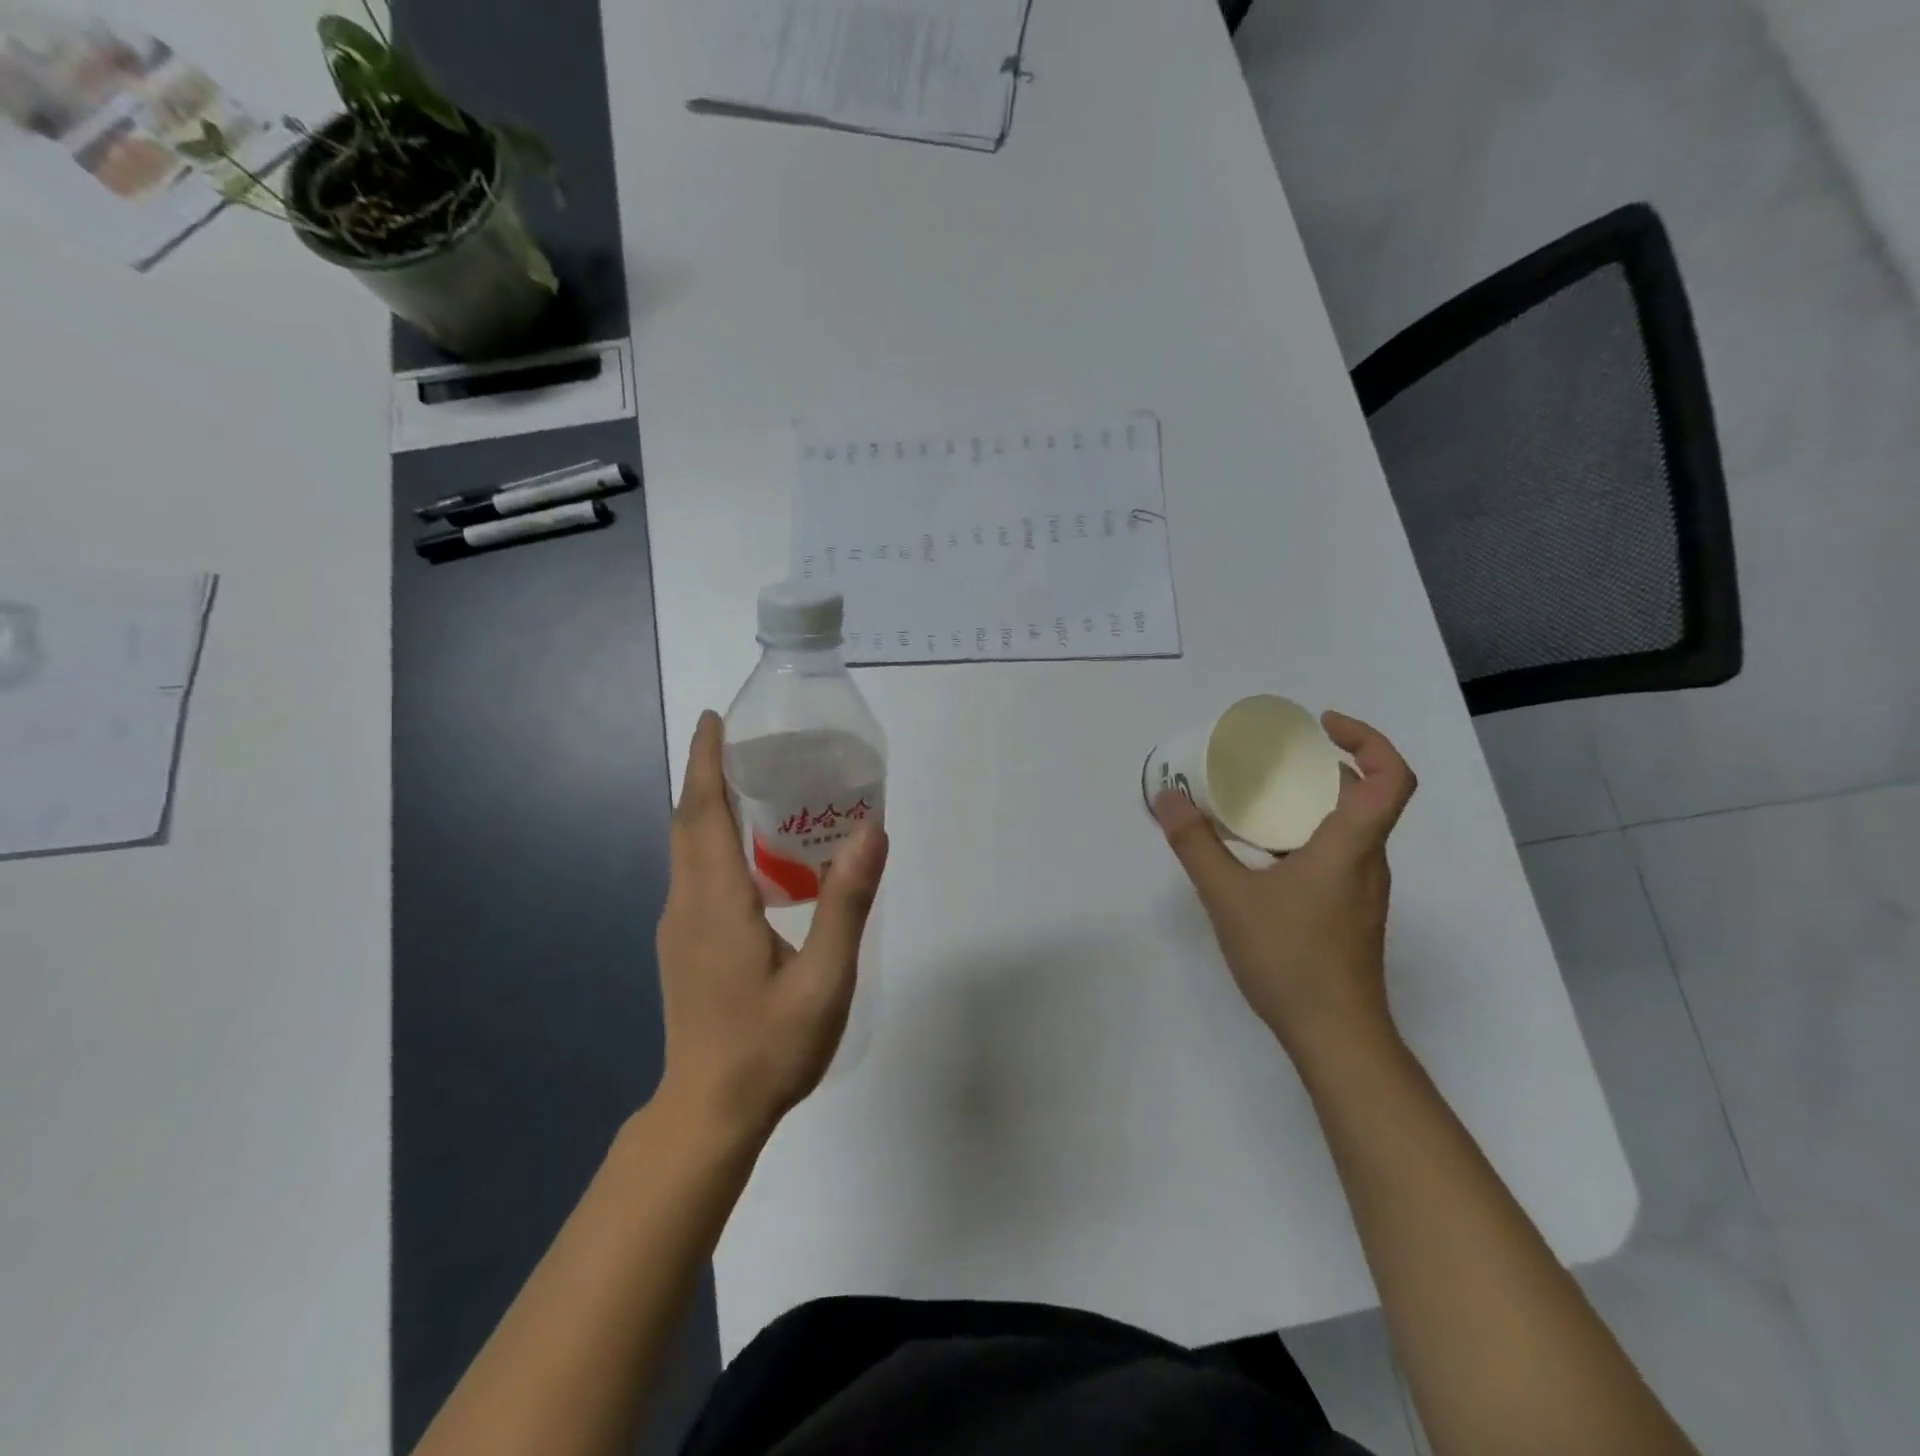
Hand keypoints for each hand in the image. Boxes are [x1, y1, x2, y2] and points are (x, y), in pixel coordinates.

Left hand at [655, 711, 888, 1139]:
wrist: (709, 1112)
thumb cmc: (769, 1046)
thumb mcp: (824, 978)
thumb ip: (846, 903)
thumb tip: (871, 830)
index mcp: (717, 901)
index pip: (703, 812)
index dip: (705, 760)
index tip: (713, 718)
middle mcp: (687, 903)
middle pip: (689, 821)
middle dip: (707, 772)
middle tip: (745, 739)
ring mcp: (678, 925)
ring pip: (687, 846)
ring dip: (709, 804)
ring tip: (753, 781)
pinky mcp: (683, 943)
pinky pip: (693, 871)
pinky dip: (712, 838)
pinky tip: (751, 851)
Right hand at [1153, 711, 1415, 1059]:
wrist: (1335, 1036)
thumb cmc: (1290, 958)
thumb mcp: (1229, 896)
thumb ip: (1195, 844)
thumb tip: (1167, 798)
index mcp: (1351, 845)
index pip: (1390, 778)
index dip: (1368, 740)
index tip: (1323, 725)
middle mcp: (1367, 861)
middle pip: (1365, 796)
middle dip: (1323, 766)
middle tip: (1274, 757)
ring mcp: (1361, 890)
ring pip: (1348, 828)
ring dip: (1311, 803)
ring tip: (1258, 801)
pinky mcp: (1349, 913)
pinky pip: (1335, 855)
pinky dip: (1304, 836)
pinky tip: (1262, 855)